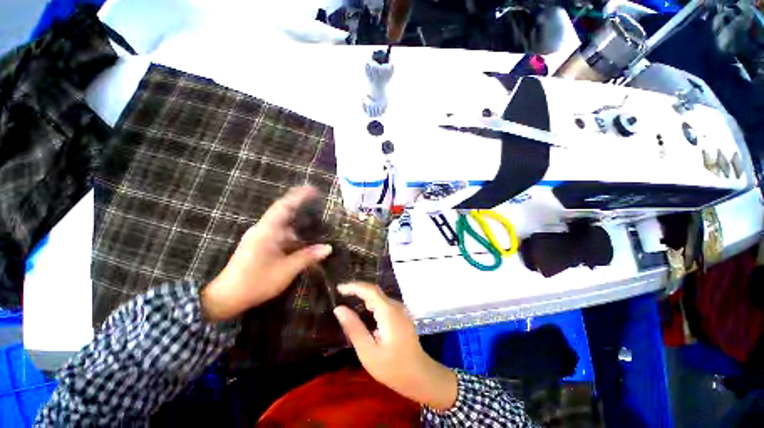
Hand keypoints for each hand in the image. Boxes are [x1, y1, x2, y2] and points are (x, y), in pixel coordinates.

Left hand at [202, 187, 332, 321]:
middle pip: (284, 214)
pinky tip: (302, 243)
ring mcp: (259, 238)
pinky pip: (279, 235)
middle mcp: (262, 230)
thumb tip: (328, 248)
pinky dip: (292, 237)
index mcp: (267, 231)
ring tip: (315, 228)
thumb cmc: (256, 281)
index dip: (298, 196)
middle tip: (319, 209)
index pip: (284, 206)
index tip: (312, 188)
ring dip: (298, 227)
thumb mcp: (286, 270)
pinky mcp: (258, 246)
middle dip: (301, 210)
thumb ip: (307, 257)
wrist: (227, 297)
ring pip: (282, 227)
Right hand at [334, 282, 457, 410]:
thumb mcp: (368, 351)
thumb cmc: (392, 367)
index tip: (339, 288)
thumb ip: (354, 328)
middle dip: (358, 289)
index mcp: (388, 312)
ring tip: (349, 299)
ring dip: (364, 296)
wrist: (419, 375)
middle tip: (341, 293)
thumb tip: (339, 309)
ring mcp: (401, 310)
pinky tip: (365, 311)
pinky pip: (384, 303)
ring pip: (380, 296)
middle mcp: (396, 306)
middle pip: (375, 291)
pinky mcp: (401, 315)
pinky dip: (372, 302)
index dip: (354, 286)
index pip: (370, 290)